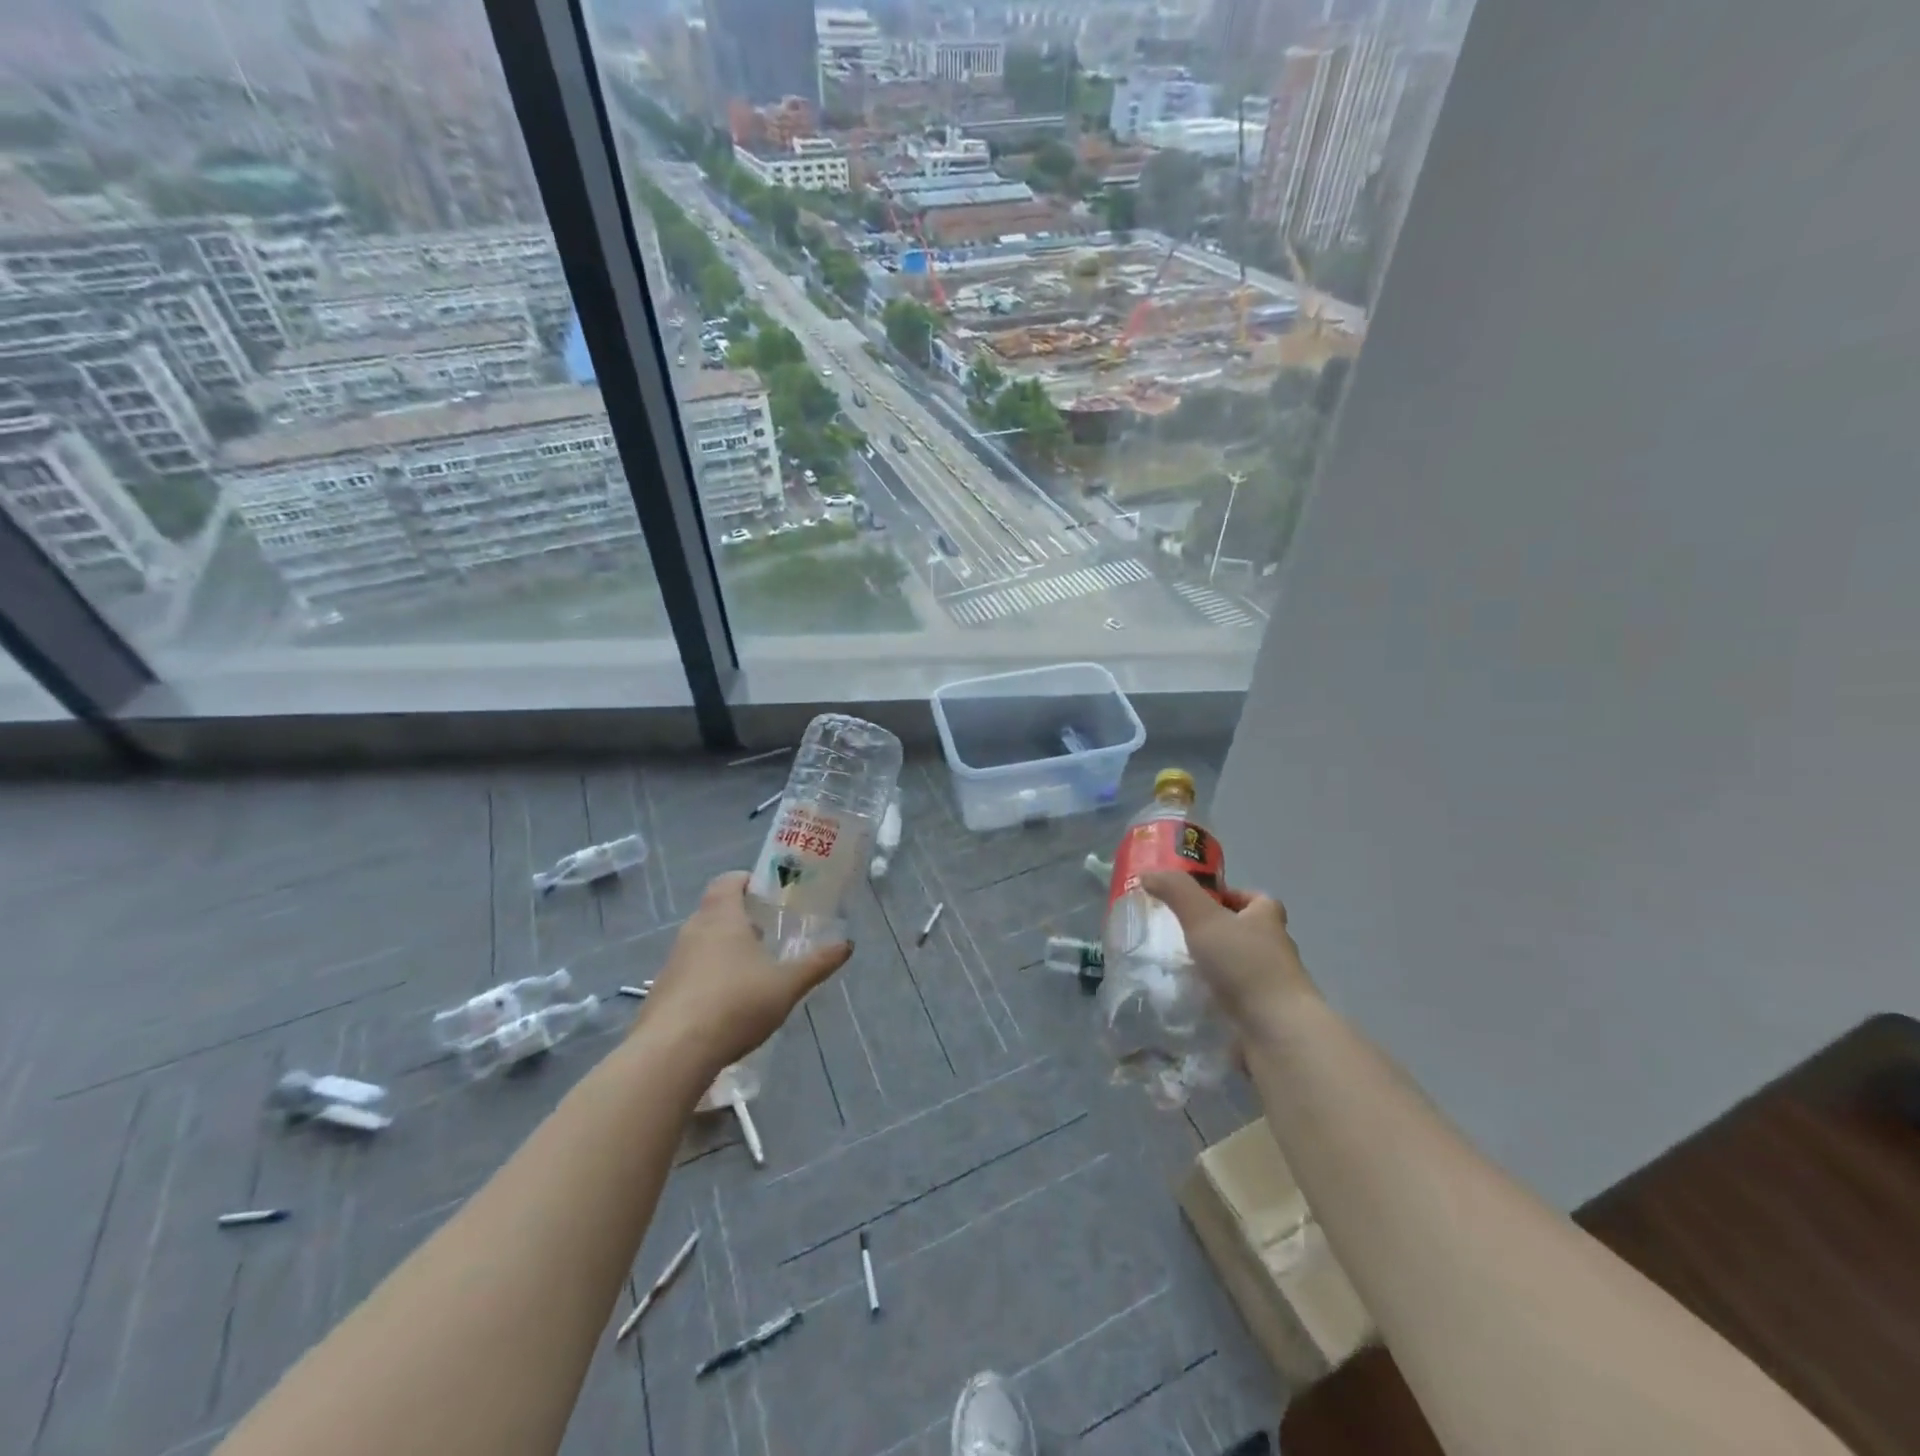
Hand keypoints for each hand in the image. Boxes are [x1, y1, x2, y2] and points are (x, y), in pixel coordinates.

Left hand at [641, 871, 851, 1074]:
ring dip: (723, 950)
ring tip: (751, 973)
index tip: (768, 895)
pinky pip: (688, 973)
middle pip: (715, 911)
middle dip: (740, 919)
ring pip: (701, 943)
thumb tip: (847, 944)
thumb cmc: (735, 1004)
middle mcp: (692, 931)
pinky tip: (726, 1006)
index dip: (747, 882)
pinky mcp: (660, 993)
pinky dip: (707, 979)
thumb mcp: (787, 984)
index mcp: (722, 917)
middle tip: (768, 935)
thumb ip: (817, 963)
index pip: (728, 881)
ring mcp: (672, 962)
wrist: (673, 1053)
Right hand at [1141, 872, 1316, 1031]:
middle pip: (1246, 931)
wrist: (1276, 1031)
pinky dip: (1217, 995)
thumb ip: (1176, 891)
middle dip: (1218, 931)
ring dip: (1215, 966)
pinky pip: (1236, 997)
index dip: (1230, 896)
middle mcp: (1275, 948)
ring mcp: (1272, 984)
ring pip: (1239, 966)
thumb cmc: (1244, 964)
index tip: (1200, 902)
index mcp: (1268, 919)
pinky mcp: (1264, 1014)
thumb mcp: (1204, 917)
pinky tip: (1192, 998)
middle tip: (1180, 934)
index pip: (1255, 898)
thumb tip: (1148, 874)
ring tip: (1179, 967)